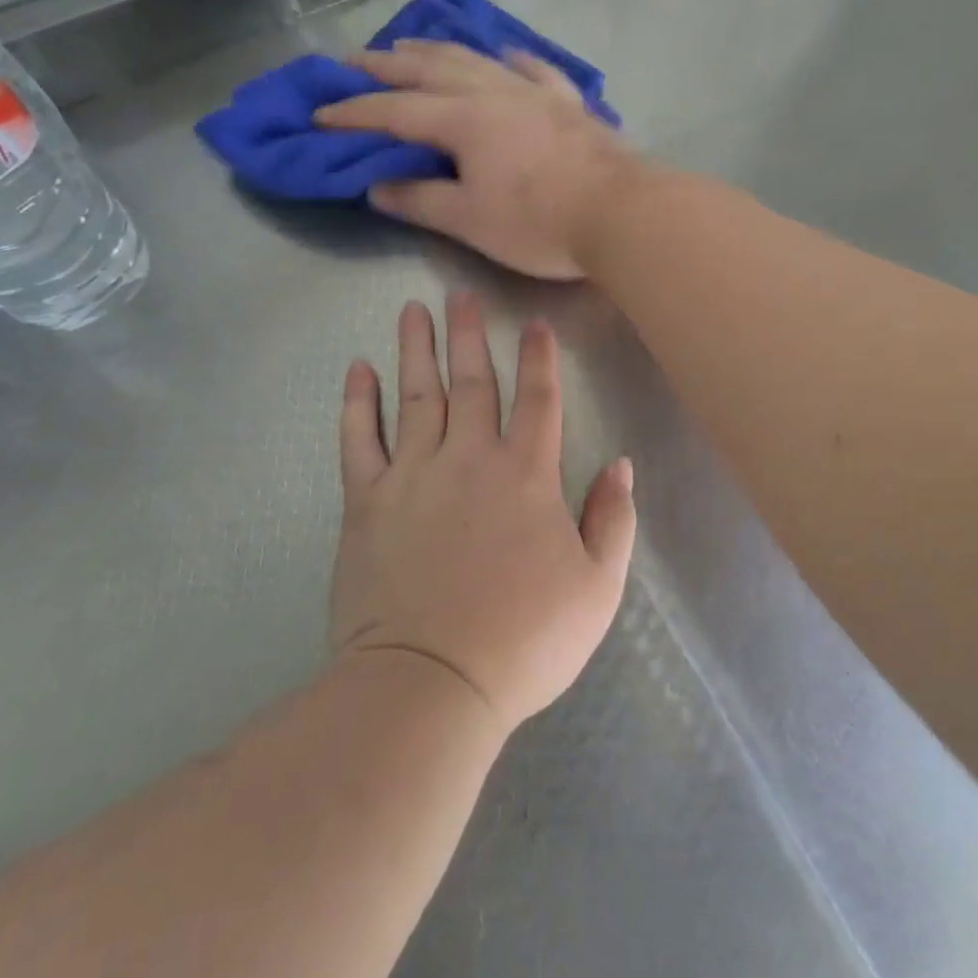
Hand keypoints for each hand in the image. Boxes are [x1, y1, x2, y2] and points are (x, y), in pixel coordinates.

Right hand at [315, 42, 641, 279]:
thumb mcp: (469, 220)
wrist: (622, 213)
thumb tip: (377, 186)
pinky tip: (506, 53)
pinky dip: (512, 59)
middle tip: (353, 60)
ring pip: (478, 60)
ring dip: (439, 51)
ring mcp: (536, 93)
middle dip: (387, 66)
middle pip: (430, 70)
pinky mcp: (570, 104)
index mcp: (463, 120)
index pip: (394, 111)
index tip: (319, 114)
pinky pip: (535, 70)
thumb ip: (420, 200)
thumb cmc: (540, 222)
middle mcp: (494, 93)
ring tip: (412, 45)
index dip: (353, 112)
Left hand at [330, 292, 637, 730]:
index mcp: (526, 476)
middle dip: (469, 334)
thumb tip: (620, 464)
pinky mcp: (366, 502)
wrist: (430, 684)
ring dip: (415, 349)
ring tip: (413, 310)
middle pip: (472, 381)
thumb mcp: (597, 588)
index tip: (532, 323)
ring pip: (415, 395)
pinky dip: (357, 401)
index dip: (539, 358)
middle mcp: (469, 459)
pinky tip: (358, 369)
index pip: (537, 399)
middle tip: (460, 293)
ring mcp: (412, 475)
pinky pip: (358, 439)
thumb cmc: (524, 641)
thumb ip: (613, 520)